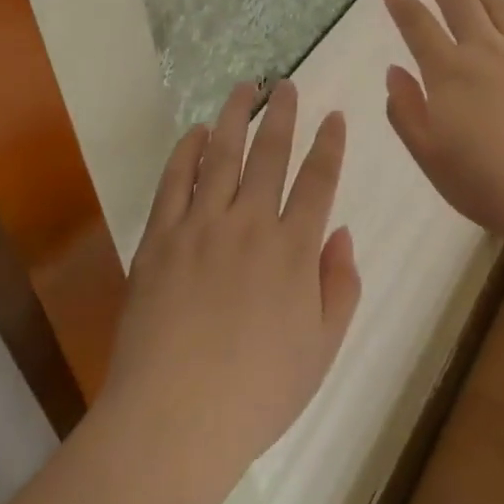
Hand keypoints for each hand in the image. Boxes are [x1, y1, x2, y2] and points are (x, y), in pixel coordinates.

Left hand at [99, 82, 360, 503]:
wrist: (174, 419)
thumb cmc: (257, 393)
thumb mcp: (321, 350)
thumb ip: (340, 288)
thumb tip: (343, 235)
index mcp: (294, 250)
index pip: (318, 181)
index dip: (329, 145)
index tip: (334, 116)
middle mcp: (250, 224)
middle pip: (270, 153)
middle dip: (282, 114)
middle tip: (286, 84)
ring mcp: (201, 226)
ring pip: (222, 155)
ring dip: (234, 117)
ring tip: (242, 88)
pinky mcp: (160, 238)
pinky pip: (174, 182)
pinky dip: (185, 152)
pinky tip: (194, 133)